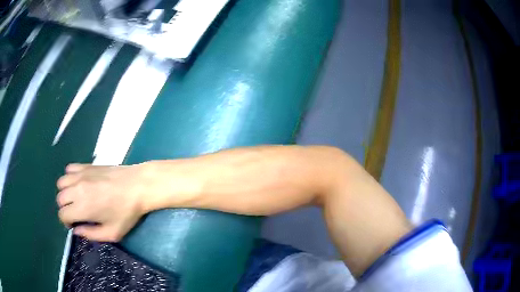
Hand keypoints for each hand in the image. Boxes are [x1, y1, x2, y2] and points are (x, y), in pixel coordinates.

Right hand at [56, 163, 151, 241]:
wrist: (138, 185)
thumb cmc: (127, 212)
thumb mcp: (112, 233)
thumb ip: (91, 234)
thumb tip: (76, 231)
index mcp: (82, 207)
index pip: (62, 214)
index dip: (66, 222)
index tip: (75, 224)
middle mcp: (77, 188)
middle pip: (59, 198)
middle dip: (65, 208)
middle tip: (77, 213)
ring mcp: (80, 174)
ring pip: (61, 183)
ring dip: (65, 192)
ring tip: (76, 198)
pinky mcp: (86, 165)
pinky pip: (69, 169)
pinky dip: (70, 177)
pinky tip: (80, 184)